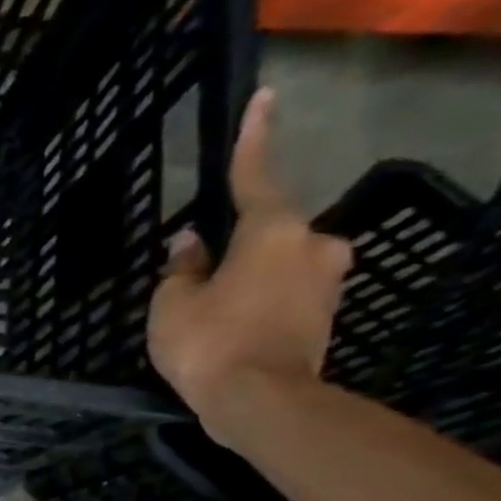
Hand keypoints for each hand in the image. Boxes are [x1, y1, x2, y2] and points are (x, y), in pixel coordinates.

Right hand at [147, 88, 352, 446]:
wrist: (262, 403)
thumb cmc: (210, 343)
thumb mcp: (174, 304)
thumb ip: (182, 268)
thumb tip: (191, 244)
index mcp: (273, 231)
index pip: (255, 176)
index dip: (253, 138)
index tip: (265, 97)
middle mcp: (312, 245)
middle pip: (269, 230)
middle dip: (238, 245)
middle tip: (201, 270)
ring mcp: (326, 281)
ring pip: (278, 264)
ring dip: (248, 276)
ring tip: (211, 310)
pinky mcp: (325, 314)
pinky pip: (285, 292)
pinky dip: (260, 301)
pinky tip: (232, 327)